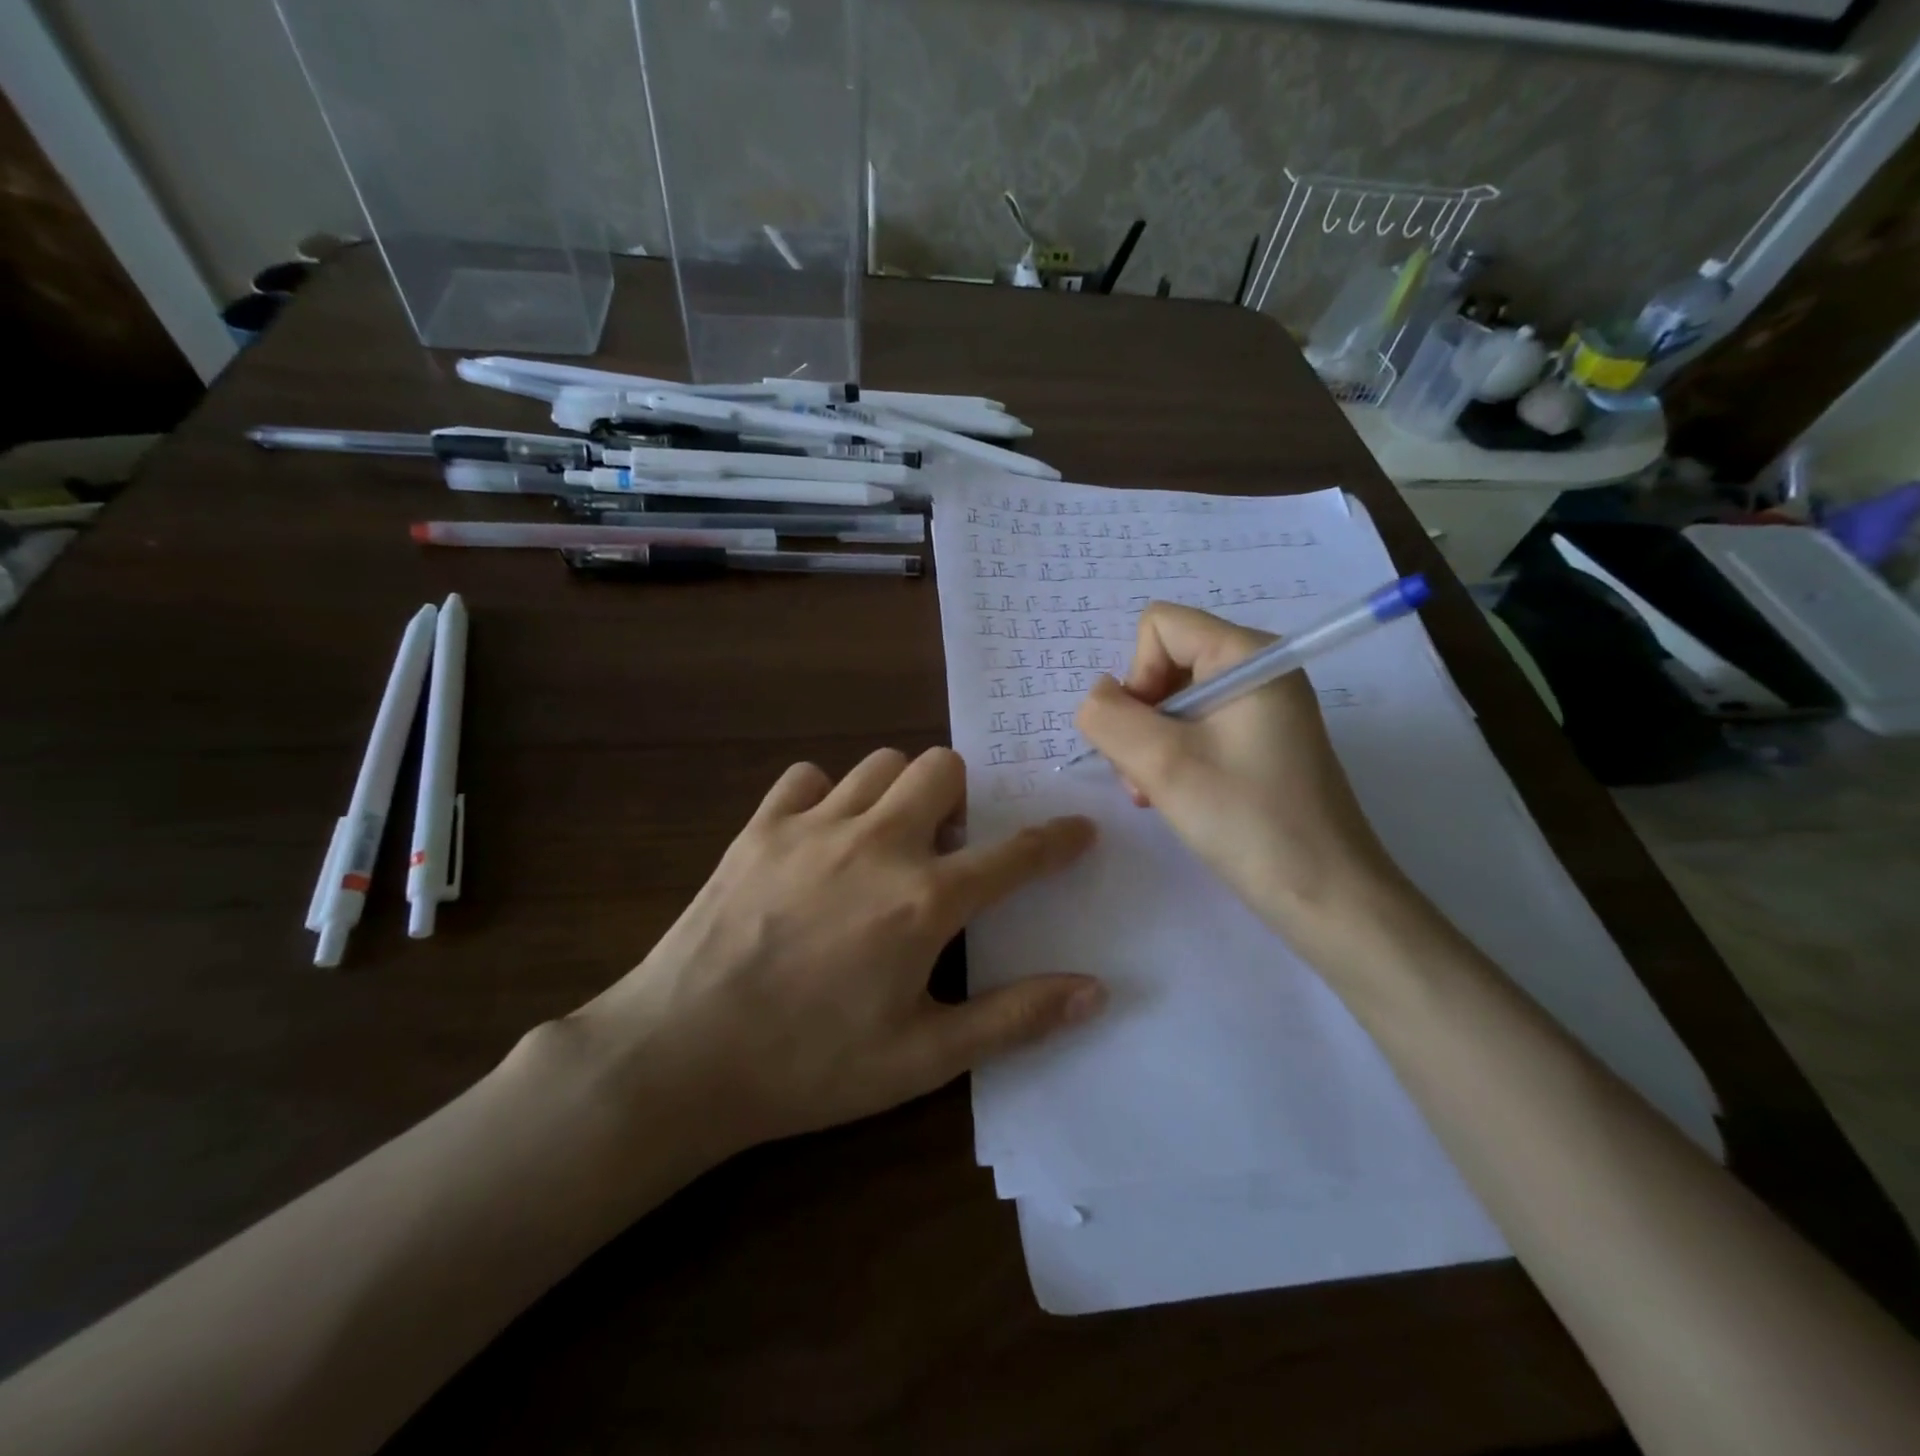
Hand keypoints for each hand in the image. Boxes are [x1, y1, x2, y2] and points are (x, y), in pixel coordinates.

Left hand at [567, 748, 1101, 1159]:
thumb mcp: (923, 1058)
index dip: (1057, 838)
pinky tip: (820, 837)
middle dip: (960, 798)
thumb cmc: (810, 1066)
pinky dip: (825, 795)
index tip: (1079, 827)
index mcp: (924, 901)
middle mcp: (877, 844)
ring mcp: (813, 826)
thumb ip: (1014, 1018)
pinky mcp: (759, 827)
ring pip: (880, 763)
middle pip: (942, 768)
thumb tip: (1094, 991)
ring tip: (886, 839)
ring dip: (898, 792)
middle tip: (946, 846)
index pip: (1015, 853)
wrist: (680, 1056)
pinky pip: (807, 778)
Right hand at [1075, 602, 1408, 961]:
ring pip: (1173, 702)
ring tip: (1155, 794)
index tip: (1147, 735)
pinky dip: (1173, 759)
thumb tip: (1096, 698)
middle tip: (1144, 775)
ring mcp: (1262, 708)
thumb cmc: (1248, 821)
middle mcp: (1257, 671)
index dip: (1136, 675)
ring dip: (1150, 746)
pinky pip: (1196, 730)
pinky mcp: (1260, 743)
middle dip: (1140, 718)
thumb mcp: (1163, 764)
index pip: (1159, 626)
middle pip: (1164, 663)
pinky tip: (1173, 798)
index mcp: (1247, 655)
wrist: (1325, 896)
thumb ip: (1109, 718)